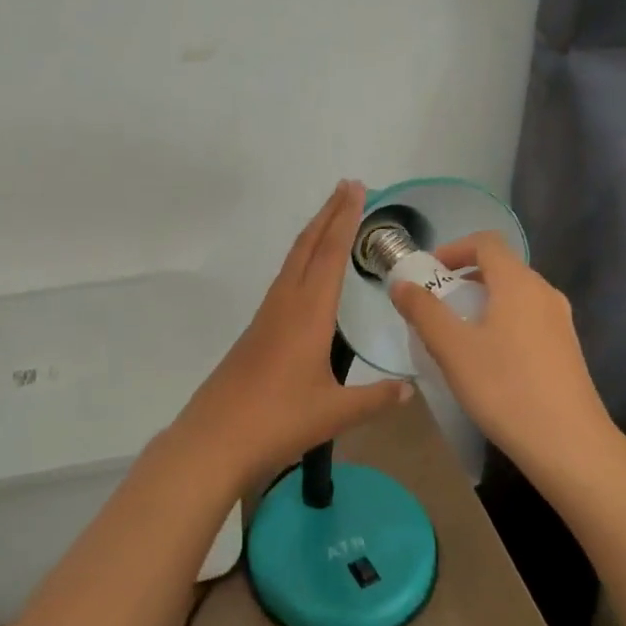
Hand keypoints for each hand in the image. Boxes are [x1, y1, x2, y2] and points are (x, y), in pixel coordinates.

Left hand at [169, 181, 410, 484]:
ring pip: (292, 262)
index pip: (330, 254)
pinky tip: (305, 275)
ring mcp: (266, 316)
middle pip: (307, 247)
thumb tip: (409, 389)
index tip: (356, 189)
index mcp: (308, 313)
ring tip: (330, 219)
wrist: (215, 439)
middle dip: (328, 214)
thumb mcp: (335, 412)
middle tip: (347, 186)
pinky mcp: (256, 331)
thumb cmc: (278, 421)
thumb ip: (375, 398)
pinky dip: (300, 261)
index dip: (345, 219)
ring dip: (313, 234)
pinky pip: (283, 281)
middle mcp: (285, 304)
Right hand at [390, 232, 616, 479]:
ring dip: (482, 303)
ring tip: (457, 335)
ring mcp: (560, 322)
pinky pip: (528, 319)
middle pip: (501, 267)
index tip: (428, 274)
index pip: (486, 242)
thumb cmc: (505, 388)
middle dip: (464, 279)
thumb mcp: (452, 348)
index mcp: (518, 283)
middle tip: (435, 306)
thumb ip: (423, 311)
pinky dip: (502, 322)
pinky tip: (487, 360)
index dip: (453, 249)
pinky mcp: (566, 349)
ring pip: (515, 295)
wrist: (569, 445)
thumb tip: (401, 284)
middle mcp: (544, 293)